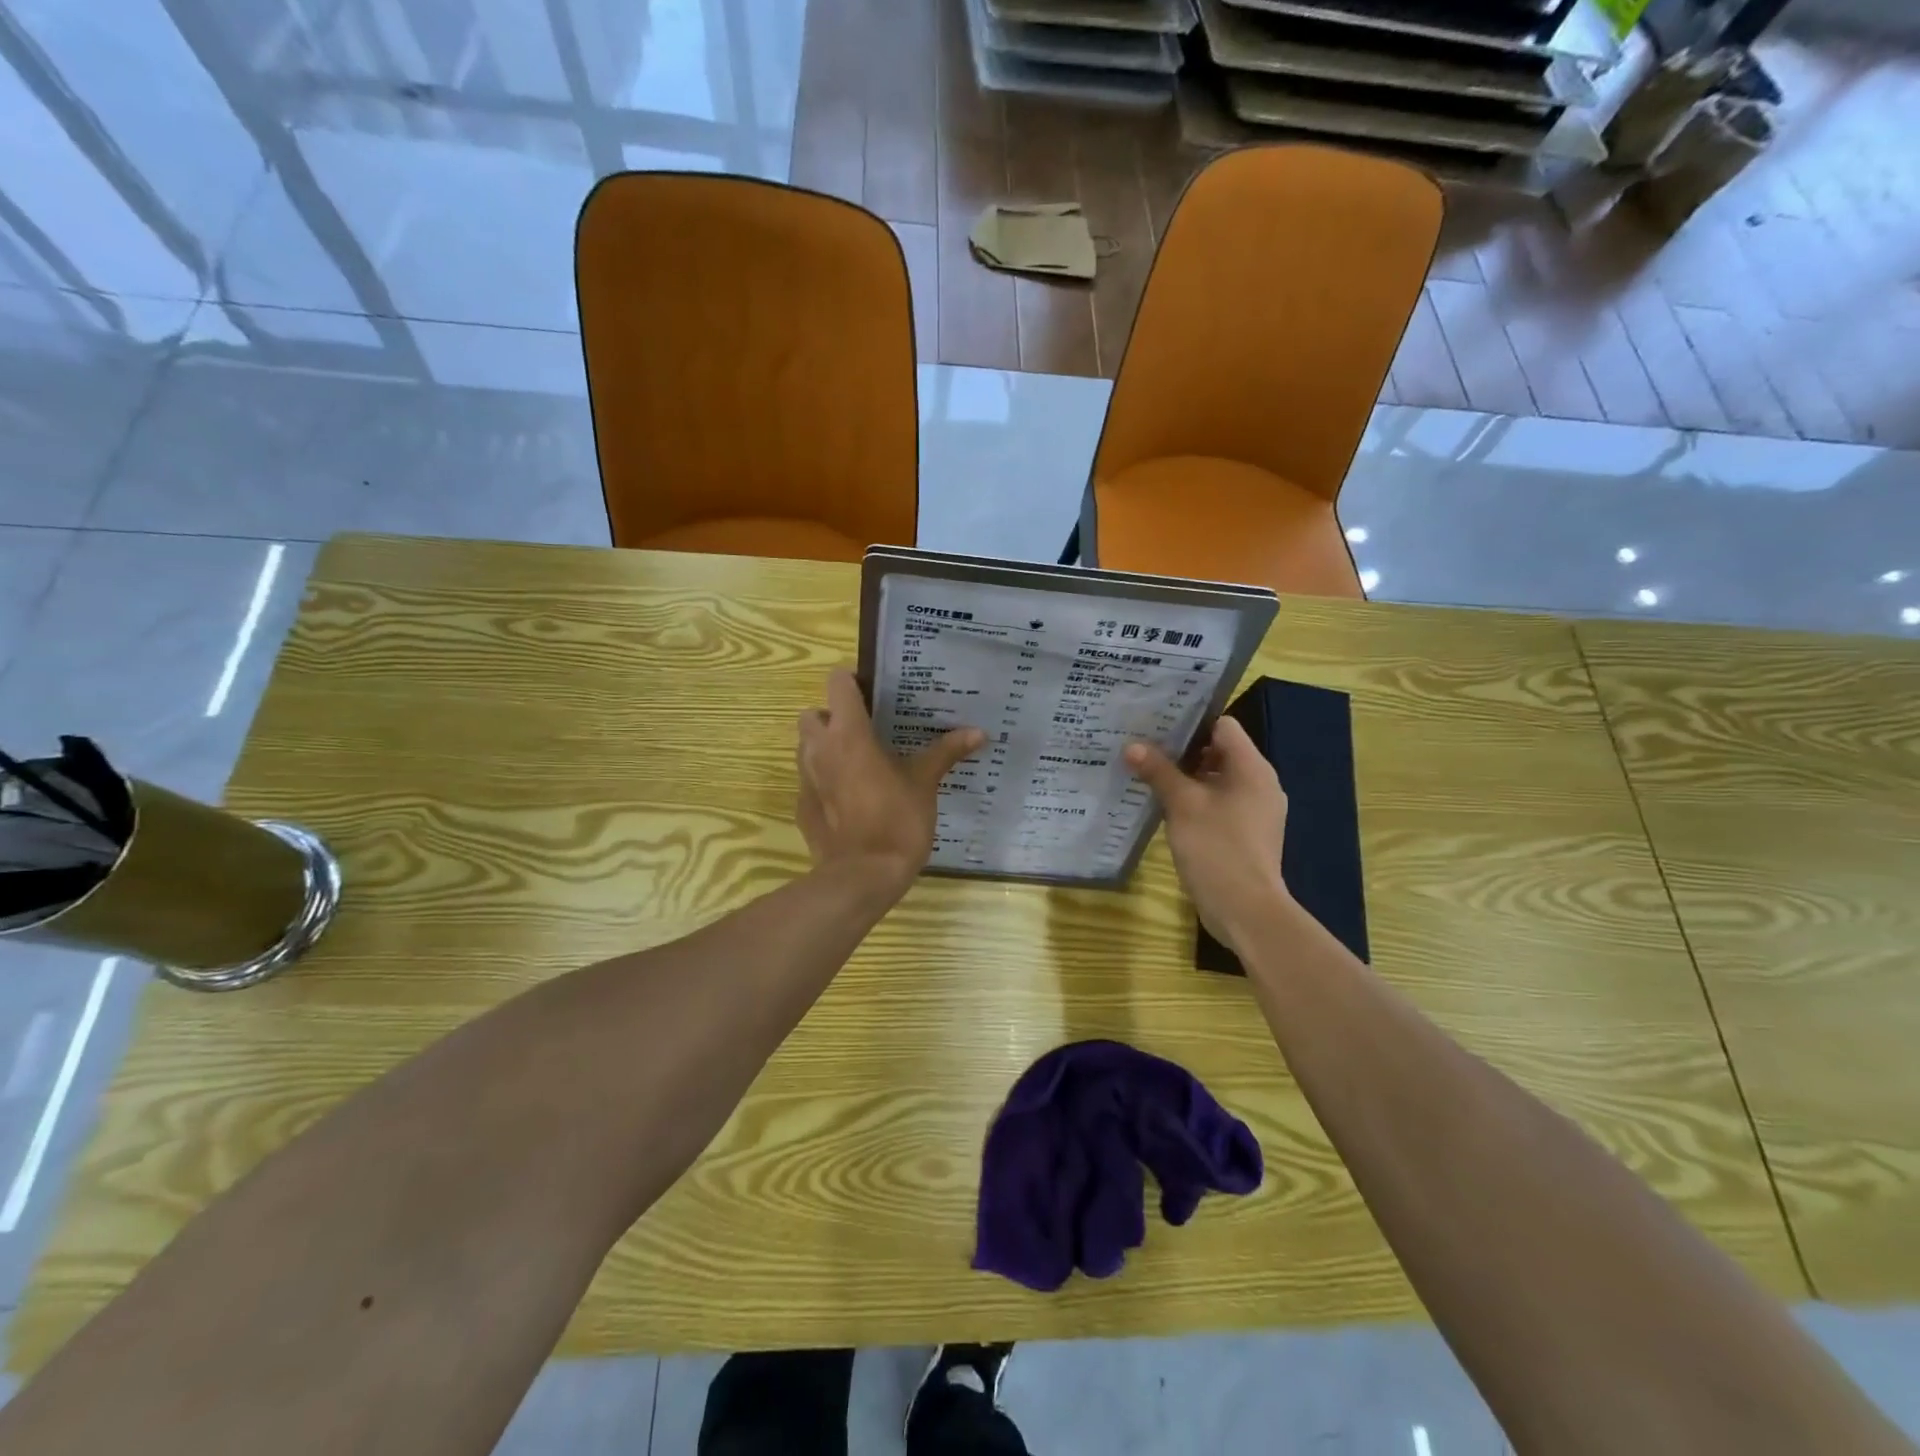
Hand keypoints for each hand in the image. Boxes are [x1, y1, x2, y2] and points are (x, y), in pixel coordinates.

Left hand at [796, 670, 982, 895]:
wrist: (863, 876)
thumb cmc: (897, 820)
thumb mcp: (925, 783)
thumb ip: (946, 752)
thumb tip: (979, 732)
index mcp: (849, 733)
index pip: (836, 682)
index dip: (852, 682)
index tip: (874, 694)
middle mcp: (819, 748)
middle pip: (813, 713)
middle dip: (832, 716)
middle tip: (864, 731)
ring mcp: (806, 778)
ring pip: (806, 747)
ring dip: (825, 746)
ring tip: (858, 762)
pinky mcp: (802, 807)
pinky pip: (809, 780)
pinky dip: (824, 780)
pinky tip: (849, 798)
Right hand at [1125, 717, 1291, 952]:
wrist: (1246, 909)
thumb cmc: (1217, 848)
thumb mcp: (1182, 805)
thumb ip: (1158, 772)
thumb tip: (1131, 746)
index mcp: (1252, 768)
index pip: (1223, 726)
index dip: (1191, 723)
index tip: (1157, 726)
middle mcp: (1259, 784)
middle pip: (1219, 752)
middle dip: (1182, 751)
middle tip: (1144, 748)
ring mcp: (1255, 811)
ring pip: (1217, 780)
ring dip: (1186, 778)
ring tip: (1148, 775)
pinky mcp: (1246, 833)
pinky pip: (1219, 804)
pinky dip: (1195, 802)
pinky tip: (1166, 808)